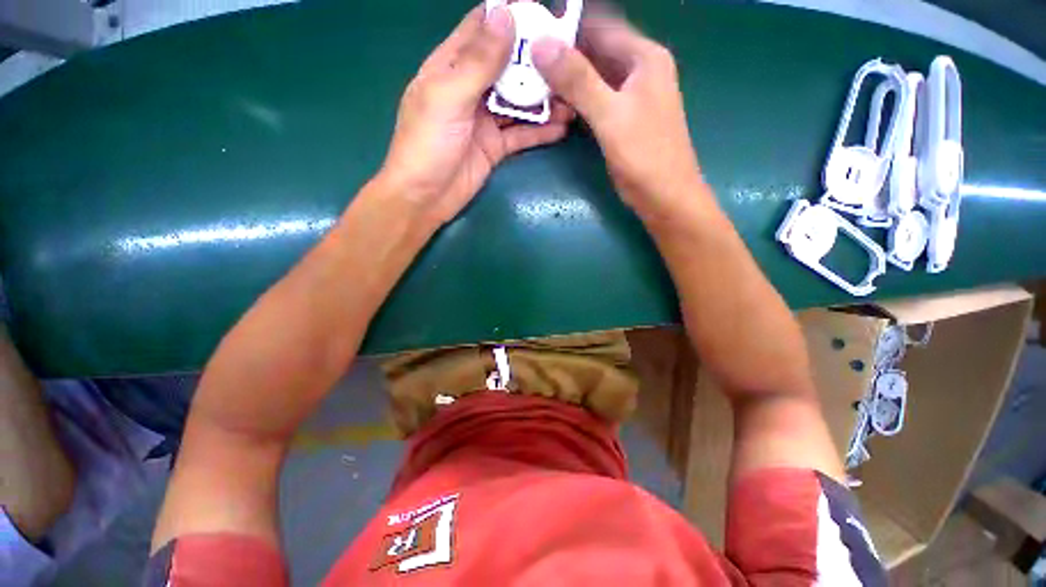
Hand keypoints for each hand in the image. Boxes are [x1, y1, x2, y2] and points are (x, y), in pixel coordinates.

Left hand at [380, 4, 574, 226]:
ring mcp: (484, 120)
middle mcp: (470, 89)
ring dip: (543, 100)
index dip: (511, 18)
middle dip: (536, 62)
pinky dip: (540, 131)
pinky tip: (561, 128)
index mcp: (450, 67)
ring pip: (518, 102)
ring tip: (573, 97)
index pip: (482, 30)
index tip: (545, 15)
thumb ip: (478, 61)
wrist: (425, 198)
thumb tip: (505, 15)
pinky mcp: (495, 147)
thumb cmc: (427, 145)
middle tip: (569, 59)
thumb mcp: (449, 97)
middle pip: (507, 67)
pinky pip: (521, 134)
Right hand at [531, 16, 702, 221]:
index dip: (566, 27)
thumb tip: (541, 44)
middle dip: (563, 55)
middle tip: (526, 62)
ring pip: (593, 77)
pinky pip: (595, 99)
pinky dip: (575, 100)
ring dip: (567, 80)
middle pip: (595, 51)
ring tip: (534, 82)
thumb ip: (578, 80)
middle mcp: (639, 70)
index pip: (600, 27)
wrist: (664, 196)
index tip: (533, 34)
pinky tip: (555, 105)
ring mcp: (630, 96)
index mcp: (643, 58)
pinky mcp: (621, 119)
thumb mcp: (610, 115)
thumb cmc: (644, 155)